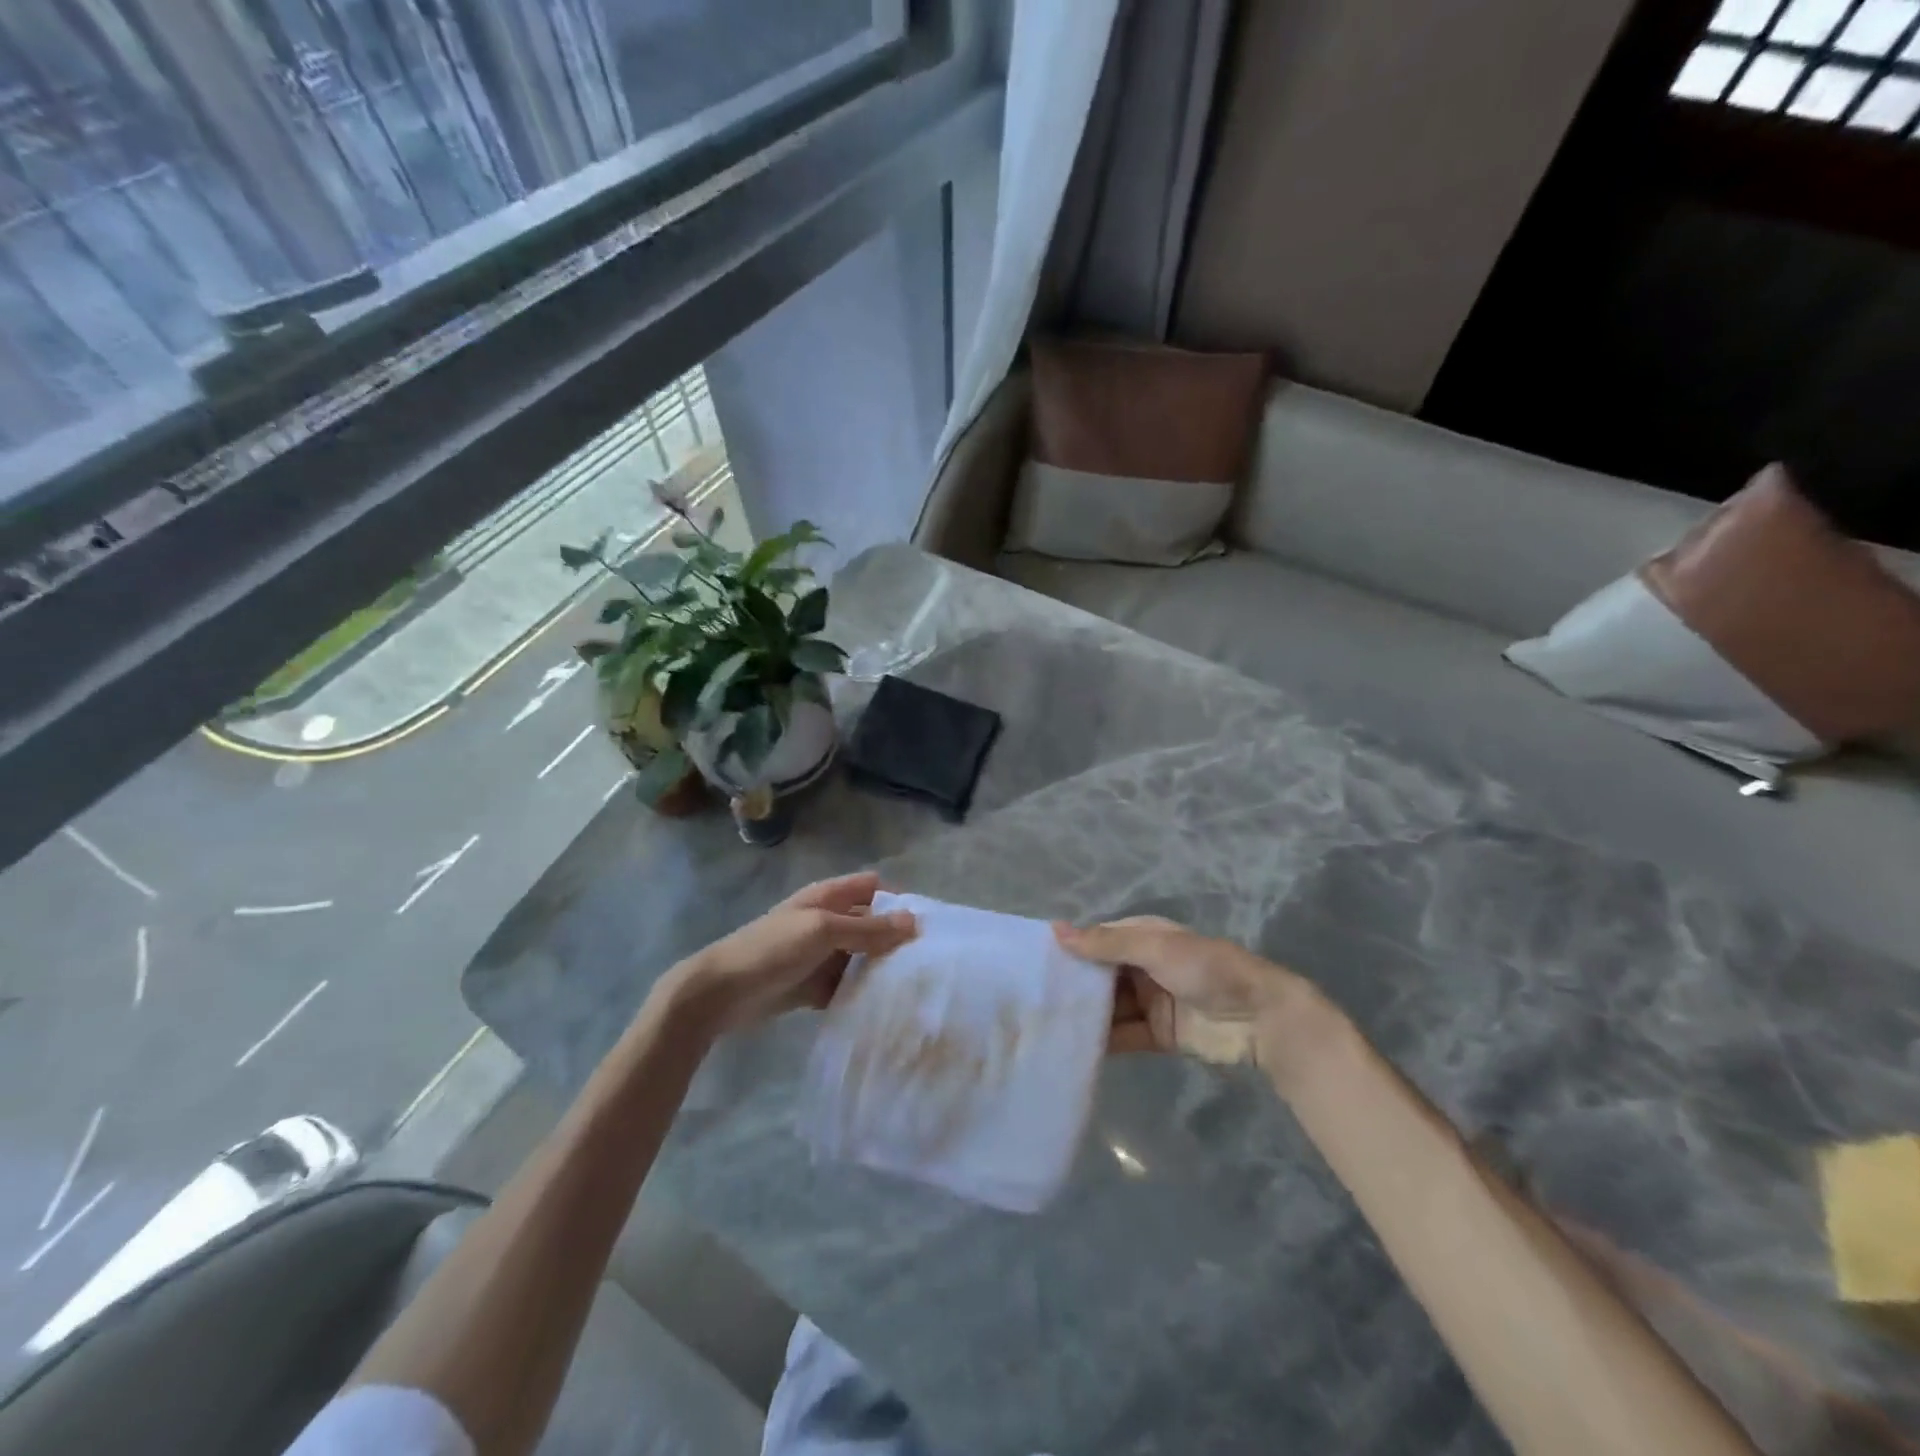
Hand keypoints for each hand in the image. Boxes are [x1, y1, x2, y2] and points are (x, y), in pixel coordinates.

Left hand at [667, 872, 916, 1032]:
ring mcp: (819, 955)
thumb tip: (914, 922)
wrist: (720, 993)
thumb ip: (868, 929)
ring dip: (880, 969)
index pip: (873, 888)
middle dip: (895, 938)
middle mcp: (827, 921)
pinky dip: (860, 993)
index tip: (928, 924)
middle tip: (929, 962)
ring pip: (860, 957)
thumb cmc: (772, 949)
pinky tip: (883, 1008)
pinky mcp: (813, 986)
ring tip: (914, 987)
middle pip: (870, 924)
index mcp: (827, 897)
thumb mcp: (823, 931)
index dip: (898, 900)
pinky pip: (845, 985)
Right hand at [1055, 916, 1297, 1061]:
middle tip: (1030, 1000)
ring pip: (1109, 1007)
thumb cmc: (1206, 970)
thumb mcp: (1155, 947)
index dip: (1070, 949)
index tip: (1032, 962)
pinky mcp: (1159, 1034)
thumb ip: (1107, 943)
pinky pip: (1124, 1035)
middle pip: (1100, 975)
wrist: (1260, 1018)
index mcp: (1144, 937)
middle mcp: (1143, 966)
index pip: (1098, 940)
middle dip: (1073, 986)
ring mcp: (1151, 1001)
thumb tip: (1056, 930)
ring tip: (1044, 1027)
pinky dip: (1103, 1042)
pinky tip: (1073, 1049)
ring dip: (1085, 1015)